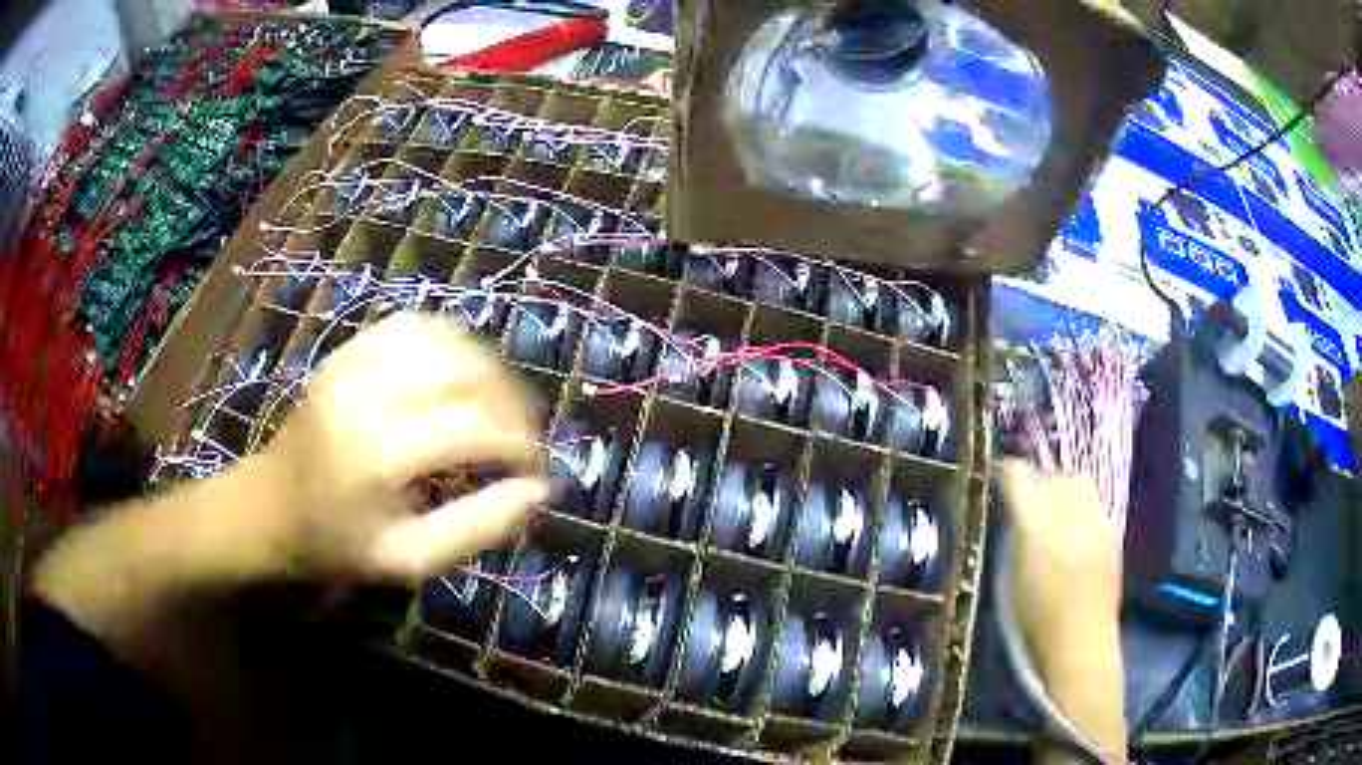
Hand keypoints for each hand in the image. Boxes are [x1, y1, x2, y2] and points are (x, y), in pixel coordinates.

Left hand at [258, 312, 548, 579]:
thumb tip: (536, 491)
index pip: (476, 428)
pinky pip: (414, 326)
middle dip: (513, 403)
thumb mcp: (409, 560)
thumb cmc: (335, 546)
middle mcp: (367, 393)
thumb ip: (477, 528)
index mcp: (378, 453)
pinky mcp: (346, 352)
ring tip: (499, 406)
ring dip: (487, 368)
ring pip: (446, 338)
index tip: (538, 471)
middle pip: (467, 372)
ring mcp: (353, 362)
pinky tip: (460, 376)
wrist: (267, 510)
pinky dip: (451, 344)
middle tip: (526, 438)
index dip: (521, 445)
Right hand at [1000, 460, 1121, 673]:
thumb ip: (1011, 540)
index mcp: (1035, 526)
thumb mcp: (1008, 583)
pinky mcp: (1112, 533)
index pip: (1018, 476)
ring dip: (1061, 490)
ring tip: (1051, 513)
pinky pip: (1093, 504)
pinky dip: (1080, 508)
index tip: (996, 480)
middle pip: (1051, 475)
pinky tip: (1073, 533)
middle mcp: (1068, 514)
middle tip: (1023, 503)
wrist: (1081, 646)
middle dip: (1036, 482)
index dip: (1004, 473)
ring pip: (1077, 482)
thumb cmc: (1034, 625)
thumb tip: (1012, 514)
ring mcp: (1095, 521)